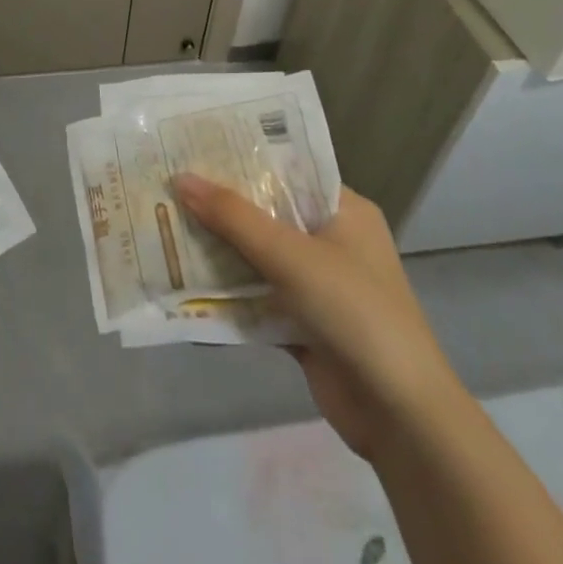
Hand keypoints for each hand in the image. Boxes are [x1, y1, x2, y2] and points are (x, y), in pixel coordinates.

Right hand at [173, 178, 457, 460]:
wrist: (400, 417)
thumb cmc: (354, 313)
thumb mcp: (291, 255)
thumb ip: (233, 217)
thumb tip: (179, 178)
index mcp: (342, 209)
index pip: (285, 169)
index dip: (240, 157)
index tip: (191, 146)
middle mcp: (330, 239)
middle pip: (265, 212)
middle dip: (218, 206)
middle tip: (165, 185)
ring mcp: (316, 284)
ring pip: (256, 256)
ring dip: (217, 250)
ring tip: (162, 226)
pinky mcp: (302, 322)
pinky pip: (256, 297)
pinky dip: (226, 294)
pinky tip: (181, 285)